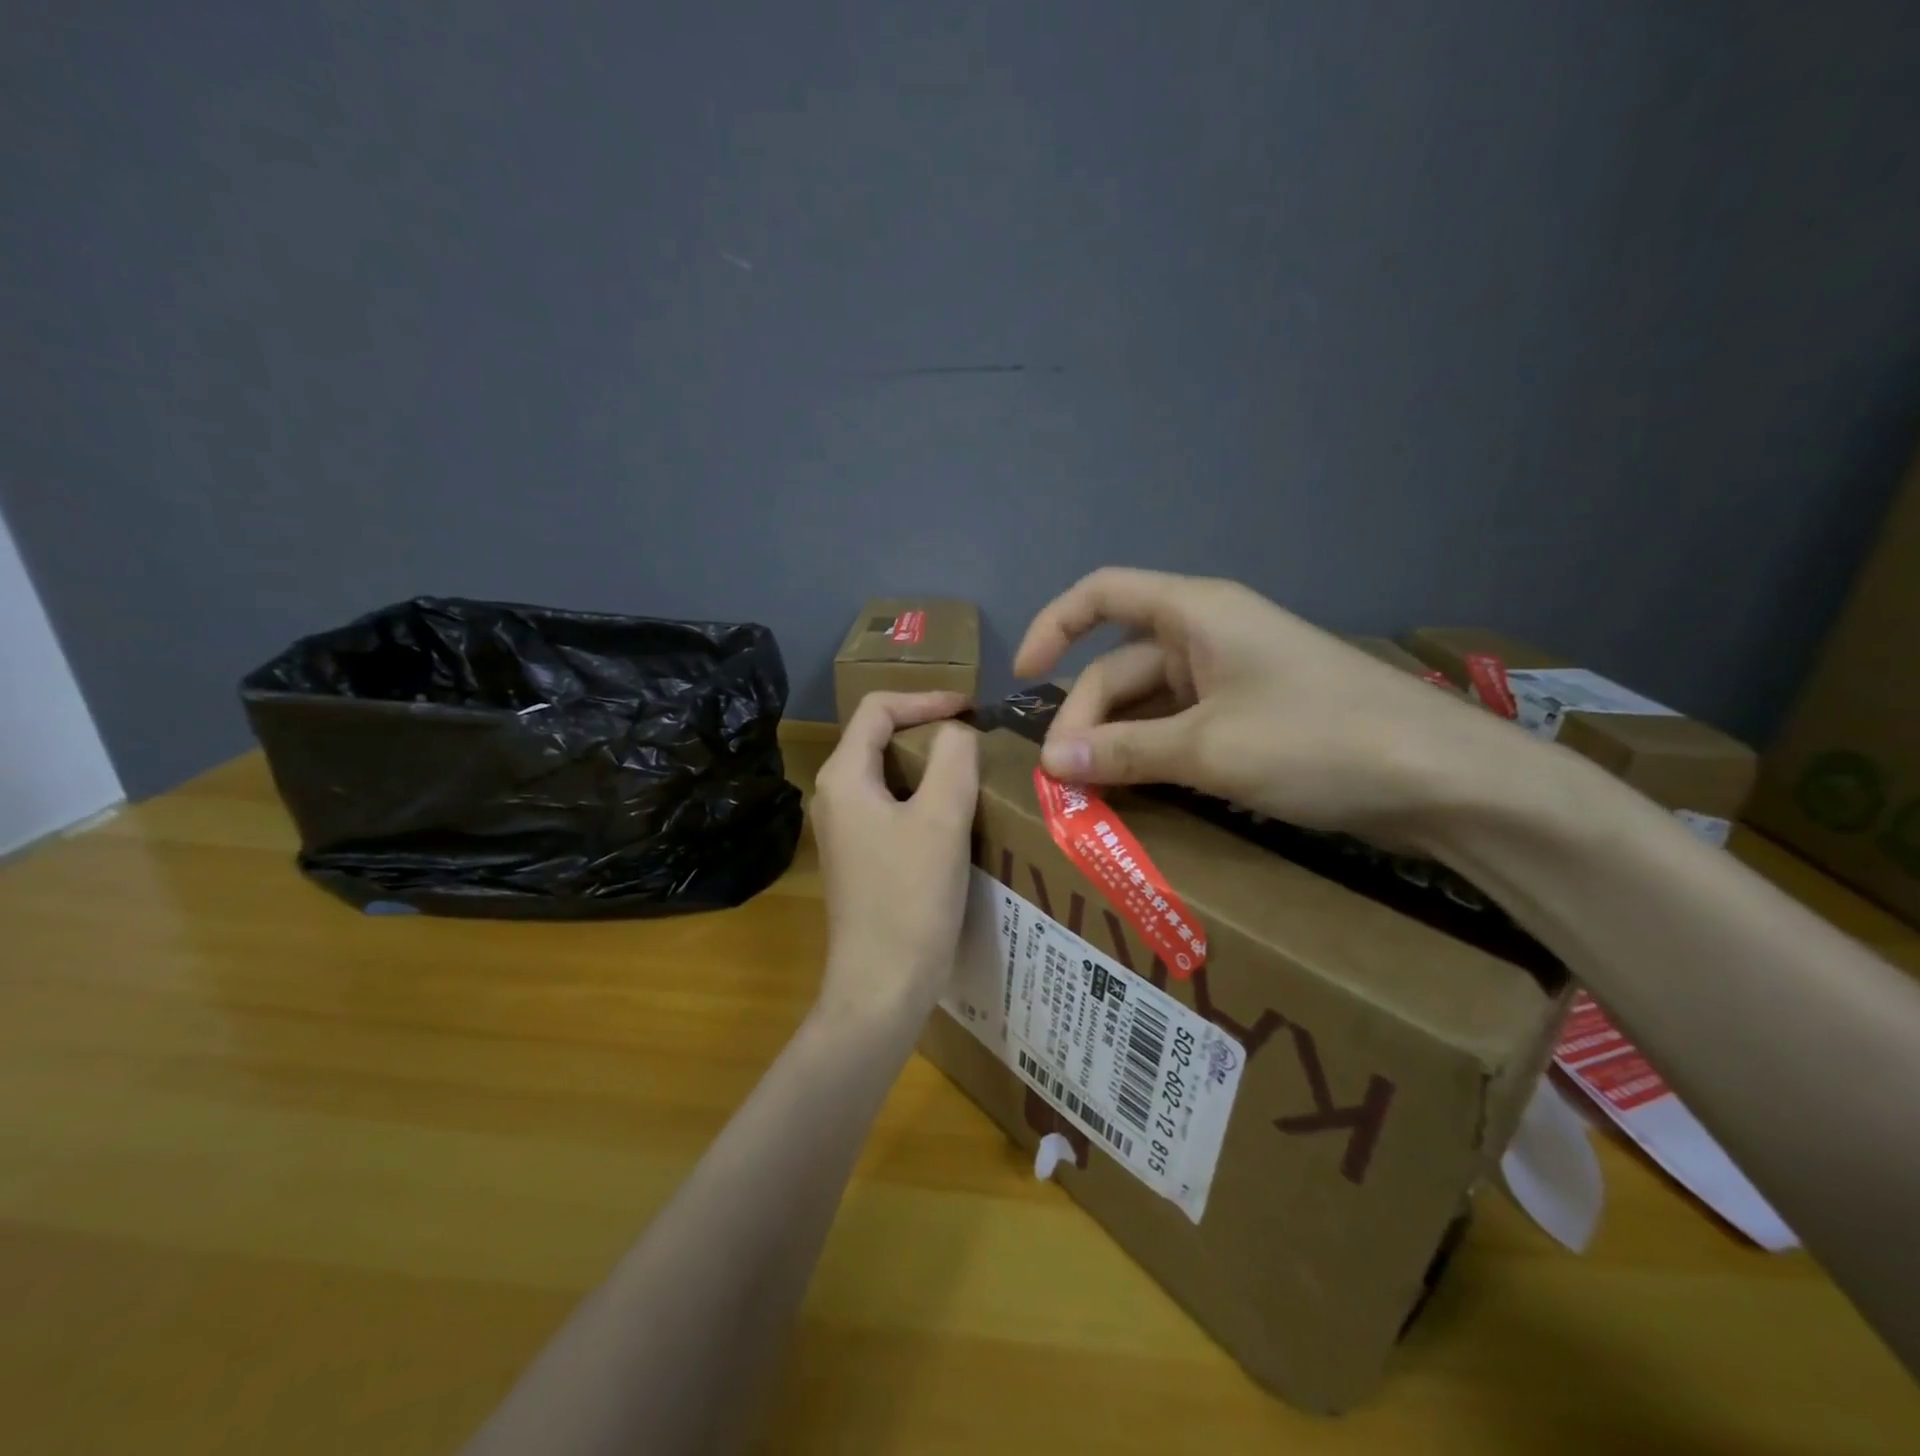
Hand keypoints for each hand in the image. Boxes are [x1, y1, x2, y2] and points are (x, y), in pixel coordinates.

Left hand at [808, 691, 980, 1031]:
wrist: (882, 986)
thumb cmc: (910, 897)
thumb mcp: (941, 817)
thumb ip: (954, 757)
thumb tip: (956, 733)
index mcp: (844, 776)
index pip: (878, 708)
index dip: (927, 698)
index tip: (972, 708)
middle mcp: (835, 796)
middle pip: (881, 738)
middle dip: (929, 730)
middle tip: (978, 738)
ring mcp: (845, 831)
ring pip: (890, 776)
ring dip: (931, 767)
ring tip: (976, 772)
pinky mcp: (861, 859)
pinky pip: (893, 809)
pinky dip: (925, 799)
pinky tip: (959, 817)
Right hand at [1013, 567, 1525, 833]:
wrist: (1444, 779)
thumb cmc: (1318, 740)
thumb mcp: (1208, 748)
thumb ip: (1124, 752)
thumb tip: (1050, 761)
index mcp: (1195, 613)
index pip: (1101, 594)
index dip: (1053, 626)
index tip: (1022, 680)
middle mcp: (1208, 636)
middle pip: (1119, 666)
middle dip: (1086, 719)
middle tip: (1065, 782)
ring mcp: (1232, 678)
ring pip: (1149, 704)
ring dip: (1117, 744)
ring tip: (1092, 796)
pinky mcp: (1252, 718)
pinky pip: (1181, 728)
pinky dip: (1154, 757)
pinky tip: (1139, 793)